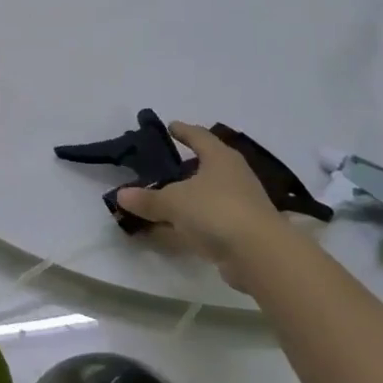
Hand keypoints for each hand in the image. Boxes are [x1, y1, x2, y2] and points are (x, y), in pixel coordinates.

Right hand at [115, 123, 289, 289]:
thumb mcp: (173, 202)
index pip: (199, 136)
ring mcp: (241, 205)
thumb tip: (120, 195)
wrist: (261, 256)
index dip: (183, 131)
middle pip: (207, 165)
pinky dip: (192, 222)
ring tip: (164, 198)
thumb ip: (147, 199)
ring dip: (188, 197)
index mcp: (220, 158)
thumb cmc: (216, 211)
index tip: (170, 126)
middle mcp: (234, 176)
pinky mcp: (243, 231)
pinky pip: (209, 220)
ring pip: (208, 195)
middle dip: (186, 166)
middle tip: (165, 165)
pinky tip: (174, 229)